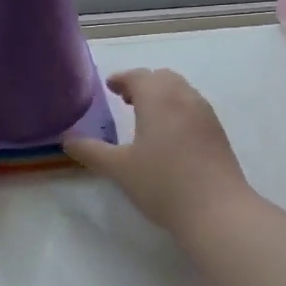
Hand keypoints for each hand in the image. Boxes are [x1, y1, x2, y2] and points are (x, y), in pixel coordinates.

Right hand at [63, 69, 251, 235]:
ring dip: (162, 95)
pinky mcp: (218, 132)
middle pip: (162, 78)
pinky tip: (170, 136)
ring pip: (181, 91)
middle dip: (143, 84)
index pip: (138, 76)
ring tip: (147, 117)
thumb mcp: (119, 169)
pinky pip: (194, 107)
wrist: (217, 209)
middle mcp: (184, 97)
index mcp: (158, 98)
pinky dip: (178, 109)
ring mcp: (205, 114)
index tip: (110, 87)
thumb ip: (91, 151)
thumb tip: (67, 139)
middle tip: (125, 100)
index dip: (122, 79)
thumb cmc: (163, 184)